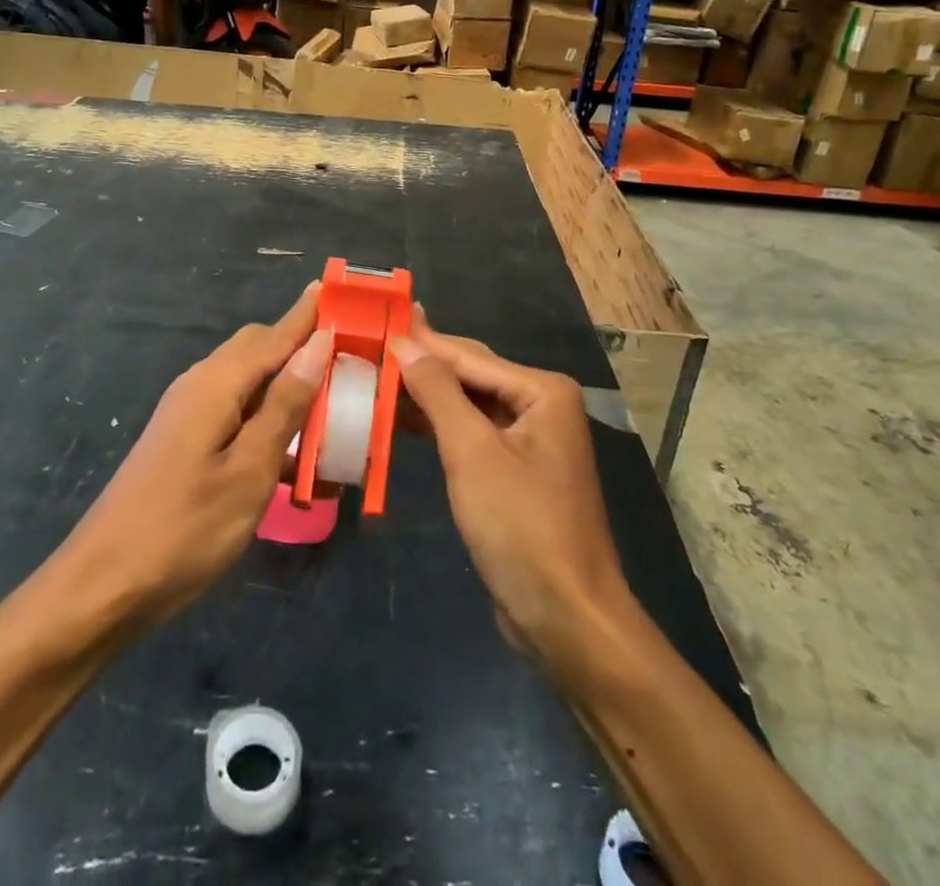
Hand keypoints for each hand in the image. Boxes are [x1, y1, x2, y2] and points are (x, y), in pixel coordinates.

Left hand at [57, 284, 333, 626]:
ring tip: (333, 402)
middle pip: (259, 349)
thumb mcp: (249, 470)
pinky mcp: (185, 441)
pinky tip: (294, 451)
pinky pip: (236, 411)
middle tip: (352, 356)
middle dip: (303, 346)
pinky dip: (268, 417)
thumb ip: (285, 405)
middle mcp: (200, 384)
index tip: (346, 291)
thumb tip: (319, 344)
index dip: (311, 314)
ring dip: (288, 385)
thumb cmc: (184, 529)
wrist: (102, 587)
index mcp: (216, 383)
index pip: (276, 333)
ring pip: (249, 381)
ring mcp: (188, 413)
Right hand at [392, 311, 630, 672]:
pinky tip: (406, 422)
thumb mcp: (472, 452)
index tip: (379, 320)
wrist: (567, 618)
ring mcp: (532, 441)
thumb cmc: (521, 526)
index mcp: (543, 392)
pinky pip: (474, 435)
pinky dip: (441, 427)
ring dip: (428, 397)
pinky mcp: (518, 472)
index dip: (421, 341)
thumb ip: (438, 392)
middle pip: (472, 375)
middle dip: (424, 365)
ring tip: (378, 379)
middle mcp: (543, 406)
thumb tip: (406, 343)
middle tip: (372, 346)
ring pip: (471, 405)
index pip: (469, 356)